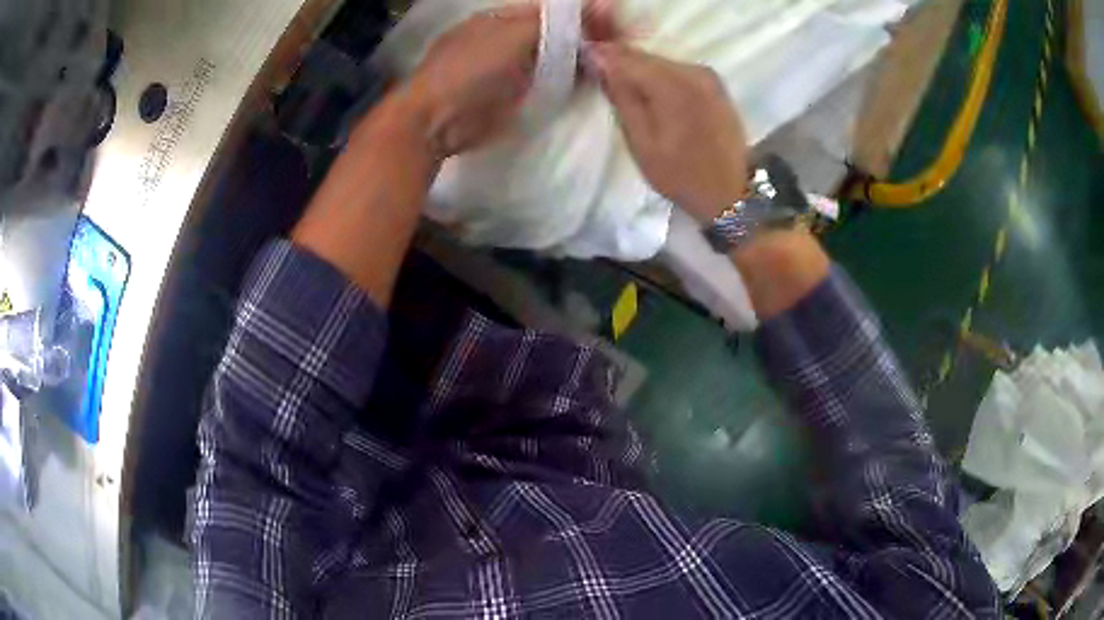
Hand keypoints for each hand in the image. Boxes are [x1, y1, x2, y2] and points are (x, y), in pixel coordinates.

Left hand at [402, 1, 620, 158]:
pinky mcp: (512, 96)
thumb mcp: (514, 36)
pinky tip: (589, 82)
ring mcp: (508, 69)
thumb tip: (601, 5)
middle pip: (553, 33)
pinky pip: (547, 82)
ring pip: (552, 58)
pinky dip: (567, 81)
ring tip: (609, 63)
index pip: (550, 10)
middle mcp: (504, 39)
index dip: (581, 15)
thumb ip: (556, 23)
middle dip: (583, 38)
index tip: (611, 24)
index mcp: (500, 17)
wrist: (438, 122)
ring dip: (578, 61)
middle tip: (616, 46)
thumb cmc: (470, 70)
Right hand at [588, 44, 749, 222]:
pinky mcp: (715, 84)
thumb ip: (621, 96)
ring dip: (641, 72)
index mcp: (672, 84)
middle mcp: (692, 70)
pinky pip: (677, 71)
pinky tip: (655, 98)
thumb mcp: (641, 142)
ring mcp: (708, 75)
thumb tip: (599, 60)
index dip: (601, 58)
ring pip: (660, 63)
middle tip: (604, 83)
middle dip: (621, 64)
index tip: (585, 66)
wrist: (731, 193)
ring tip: (629, 94)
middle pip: (644, 56)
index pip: (625, 56)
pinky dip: (661, 79)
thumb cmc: (681, 175)